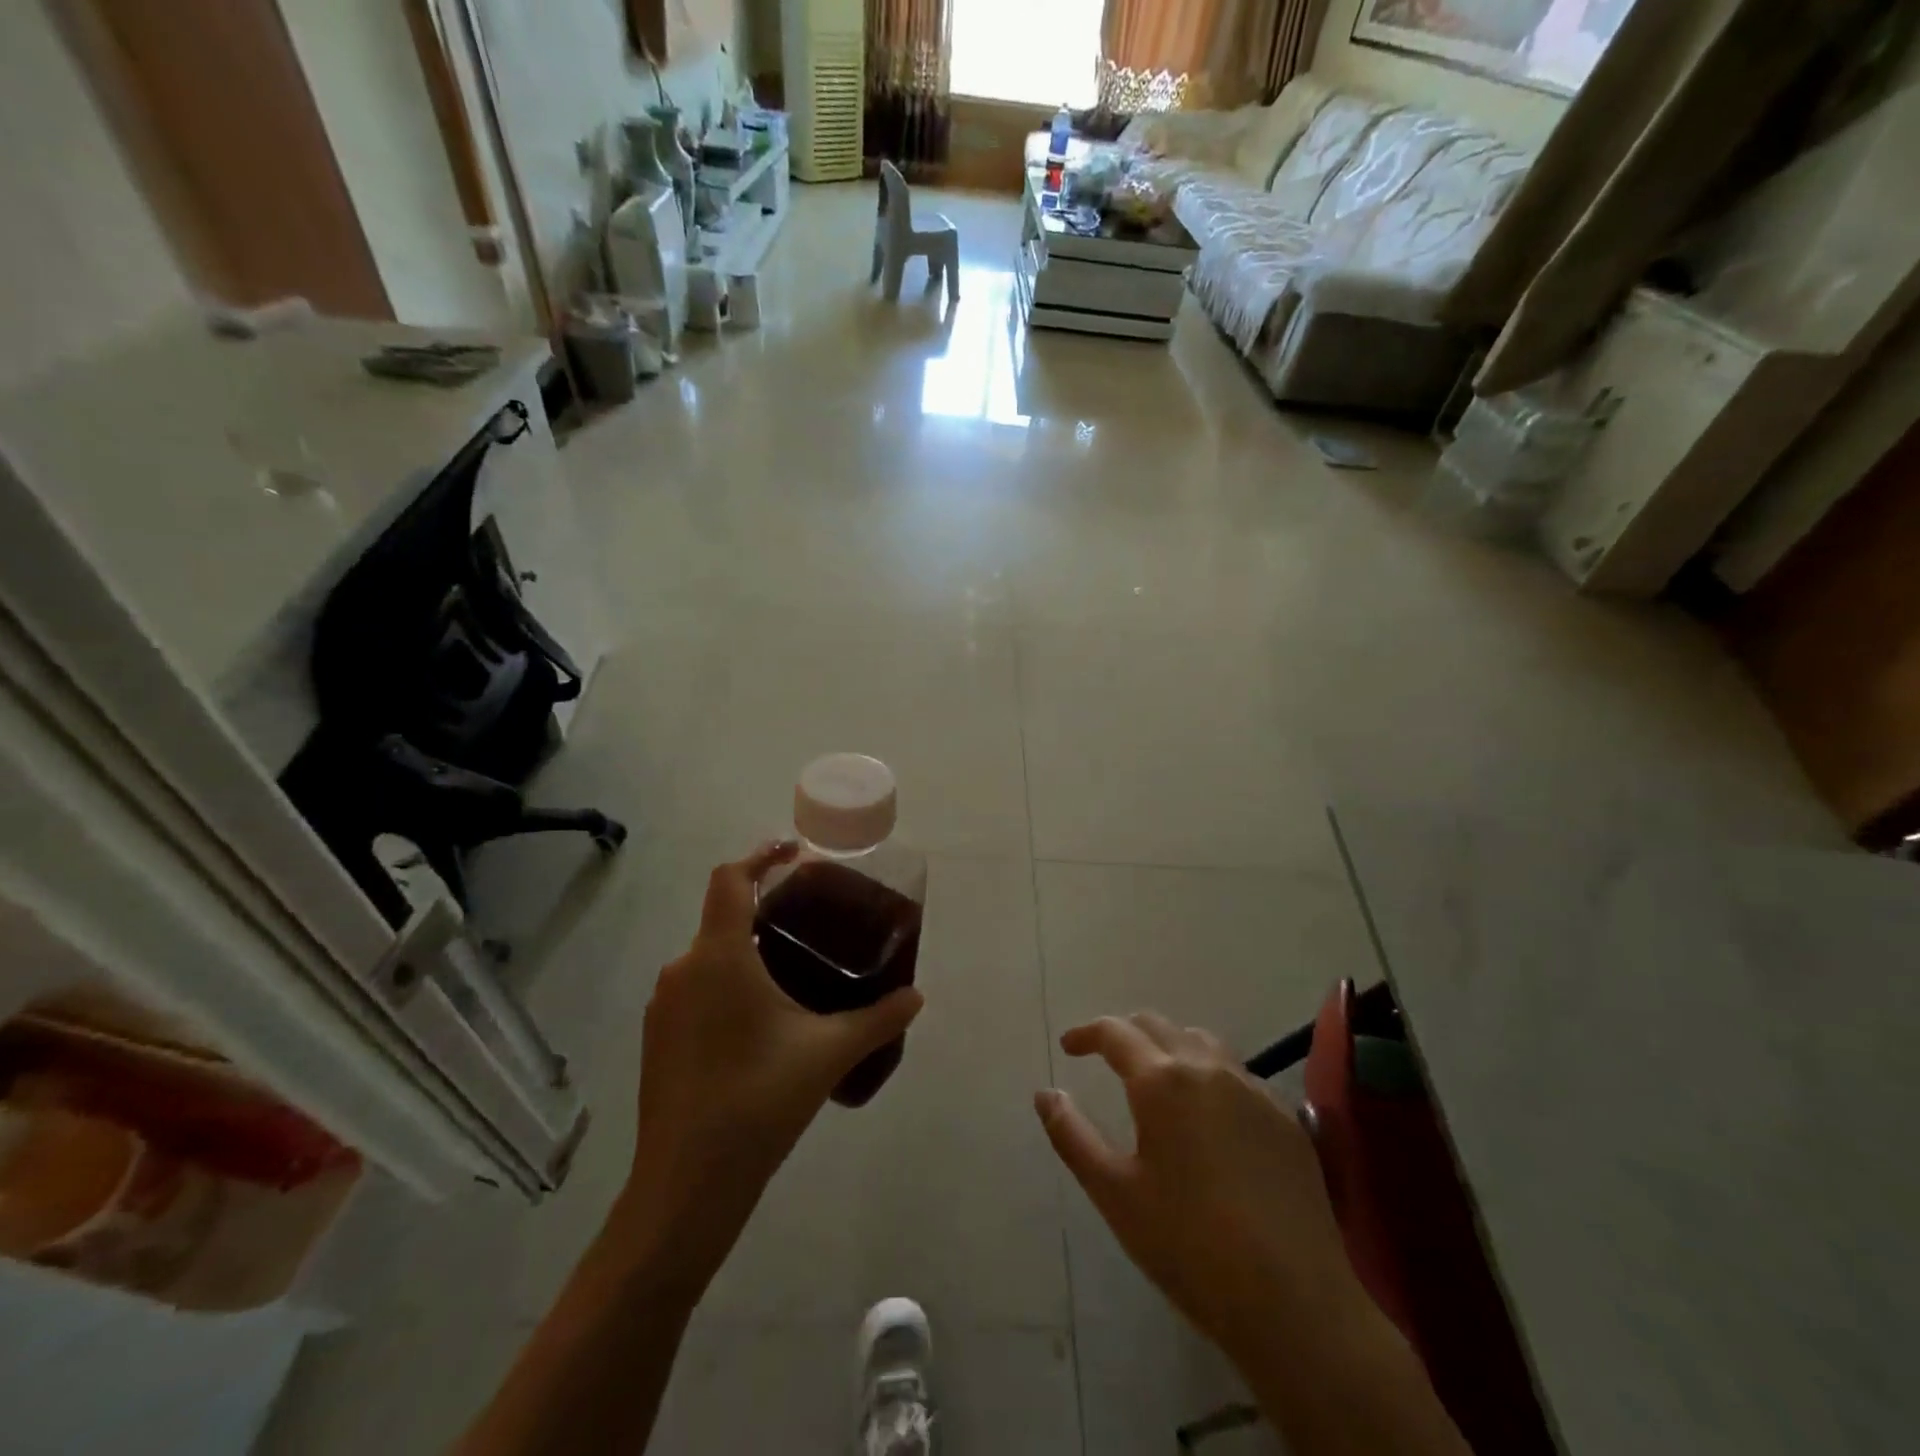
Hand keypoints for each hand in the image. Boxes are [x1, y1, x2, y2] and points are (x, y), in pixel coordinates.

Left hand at [612, 842, 923, 1289]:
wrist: (684, 1188)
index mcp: (719, 956)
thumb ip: (878, 1018)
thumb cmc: (758, 1102)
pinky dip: (728, 983)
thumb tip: (917, 996)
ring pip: (709, 956)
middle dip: (764, 908)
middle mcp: (683, 969)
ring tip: (792, 968)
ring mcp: (664, 1007)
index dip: (761, 855)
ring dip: (746, 949)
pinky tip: (761, 1020)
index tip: (795, 853)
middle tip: (811, 920)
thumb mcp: (828, 1053)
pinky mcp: (657, 1039)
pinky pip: (697, 989)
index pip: (731, 879)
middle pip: (722, 915)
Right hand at [1035, 1012, 1356, 1357]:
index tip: (1069, 1047)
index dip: (1087, 1033)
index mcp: (1162, 1080)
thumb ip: (1073, 1135)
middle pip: (1158, 1026)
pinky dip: (1208, 1072)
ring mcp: (1253, 1089)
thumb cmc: (1189, 1245)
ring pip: (1201, 1042)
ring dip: (1169, 1046)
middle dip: (1125, 1033)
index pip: (1116, 1032)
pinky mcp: (1286, 1118)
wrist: (1295, 1301)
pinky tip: (1208, 1113)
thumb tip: (1045, 1094)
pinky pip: (1237, 1073)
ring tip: (1156, 1077)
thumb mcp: (1114, 1193)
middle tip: (1105, 1058)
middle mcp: (1208, 1068)